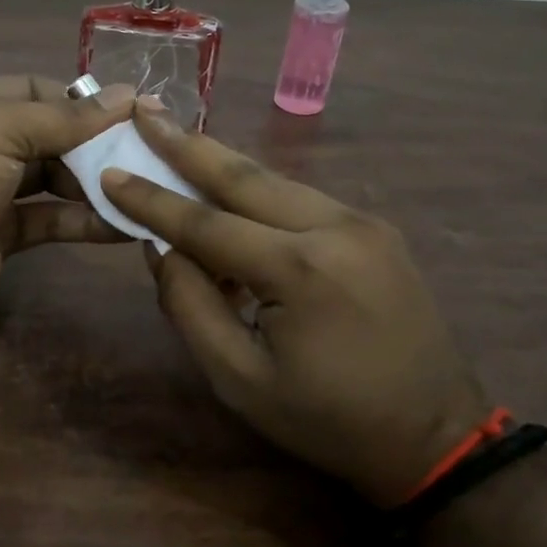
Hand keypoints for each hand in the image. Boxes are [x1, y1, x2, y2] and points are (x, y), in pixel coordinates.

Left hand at [0, 75, 133, 343]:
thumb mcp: (1, 132)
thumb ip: (65, 117)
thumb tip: (126, 95)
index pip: (34, 89)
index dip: (80, 99)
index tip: (129, 112)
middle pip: (48, 134)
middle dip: (93, 143)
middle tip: (143, 153)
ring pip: (53, 178)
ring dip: (94, 183)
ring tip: (140, 187)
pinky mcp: (4, 233)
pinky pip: (51, 218)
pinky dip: (84, 220)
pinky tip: (123, 225)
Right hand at [102, 105, 488, 506]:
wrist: (435, 435)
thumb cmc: (327, 420)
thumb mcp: (239, 380)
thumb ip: (191, 307)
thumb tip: (160, 247)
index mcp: (299, 271)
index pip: (205, 223)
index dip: (151, 199)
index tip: (110, 173)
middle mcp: (334, 228)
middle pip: (243, 176)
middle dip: (186, 144)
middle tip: (144, 111)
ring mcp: (362, 222)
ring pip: (274, 180)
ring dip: (221, 163)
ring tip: (176, 139)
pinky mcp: (376, 229)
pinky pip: (301, 199)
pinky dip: (258, 192)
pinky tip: (229, 191)